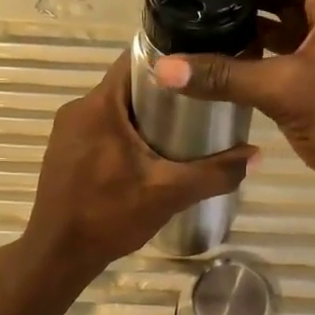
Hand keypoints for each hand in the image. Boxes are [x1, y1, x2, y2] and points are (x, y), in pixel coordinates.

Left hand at [21, 51, 255, 280]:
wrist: (58, 254)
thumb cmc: (109, 215)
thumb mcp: (170, 193)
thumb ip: (215, 172)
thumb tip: (257, 155)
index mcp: (99, 105)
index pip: (135, 60)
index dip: (169, 61)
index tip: (199, 72)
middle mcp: (78, 108)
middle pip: (127, 85)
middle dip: (162, 93)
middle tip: (198, 107)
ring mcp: (66, 131)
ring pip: (113, 109)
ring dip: (143, 116)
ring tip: (179, 132)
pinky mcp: (63, 151)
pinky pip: (100, 128)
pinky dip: (124, 134)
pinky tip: (146, 157)